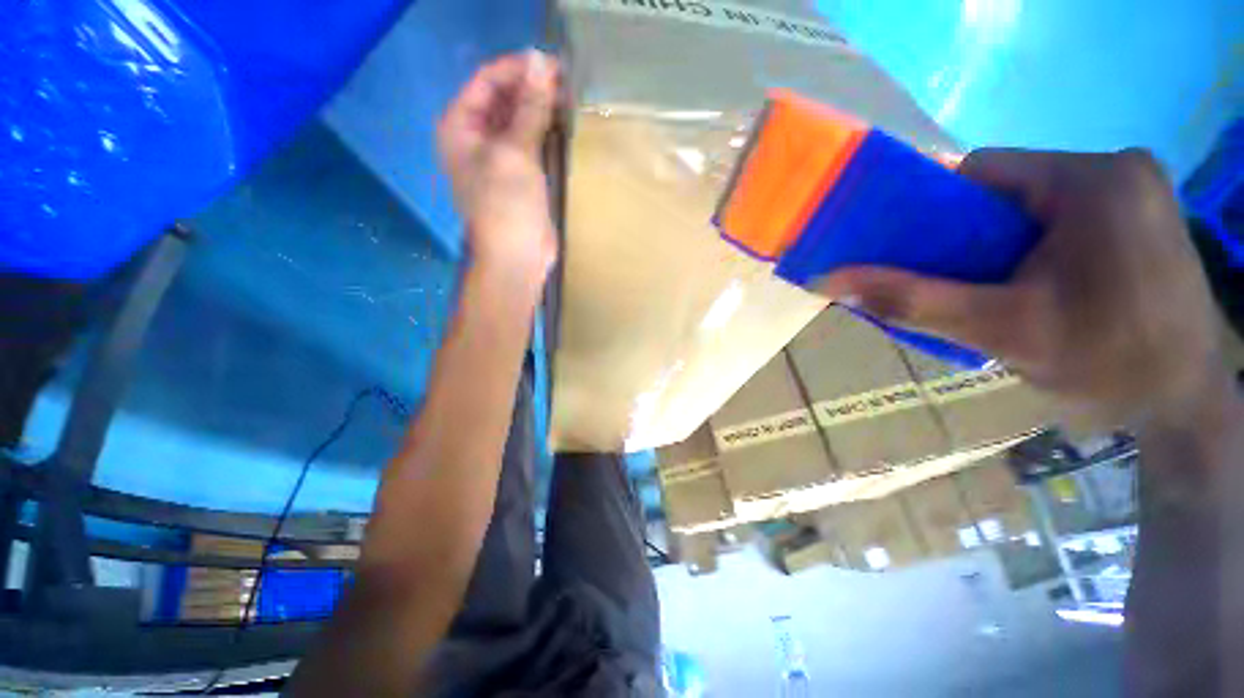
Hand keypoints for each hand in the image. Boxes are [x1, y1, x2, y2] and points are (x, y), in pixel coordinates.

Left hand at [438, 51, 559, 275]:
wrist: (518, 256)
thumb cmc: (507, 205)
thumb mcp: (515, 153)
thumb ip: (528, 108)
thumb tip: (541, 62)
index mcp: (460, 127)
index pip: (486, 81)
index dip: (517, 69)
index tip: (551, 63)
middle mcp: (475, 138)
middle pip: (502, 99)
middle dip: (530, 88)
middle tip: (565, 81)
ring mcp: (499, 157)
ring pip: (518, 120)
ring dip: (539, 108)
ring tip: (568, 97)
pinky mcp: (520, 175)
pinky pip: (530, 142)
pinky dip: (545, 131)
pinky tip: (563, 124)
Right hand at [819, 148, 1233, 430]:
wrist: (1188, 408)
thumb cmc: (1107, 368)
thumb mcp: (999, 332)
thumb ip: (910, 301)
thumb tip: (826, 281)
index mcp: (1092, 182)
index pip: (977, 172)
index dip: (929, 210)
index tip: (908, 252)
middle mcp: (1115, 170)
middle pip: (1003, 187)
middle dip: (962, 234)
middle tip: (945, 280)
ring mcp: (1131, 191)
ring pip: (1026, 204)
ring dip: (992, 244)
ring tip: (982, 288)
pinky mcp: (1137, 215)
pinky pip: (1056, 217)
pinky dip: (1023, 247)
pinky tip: (1022, 284)